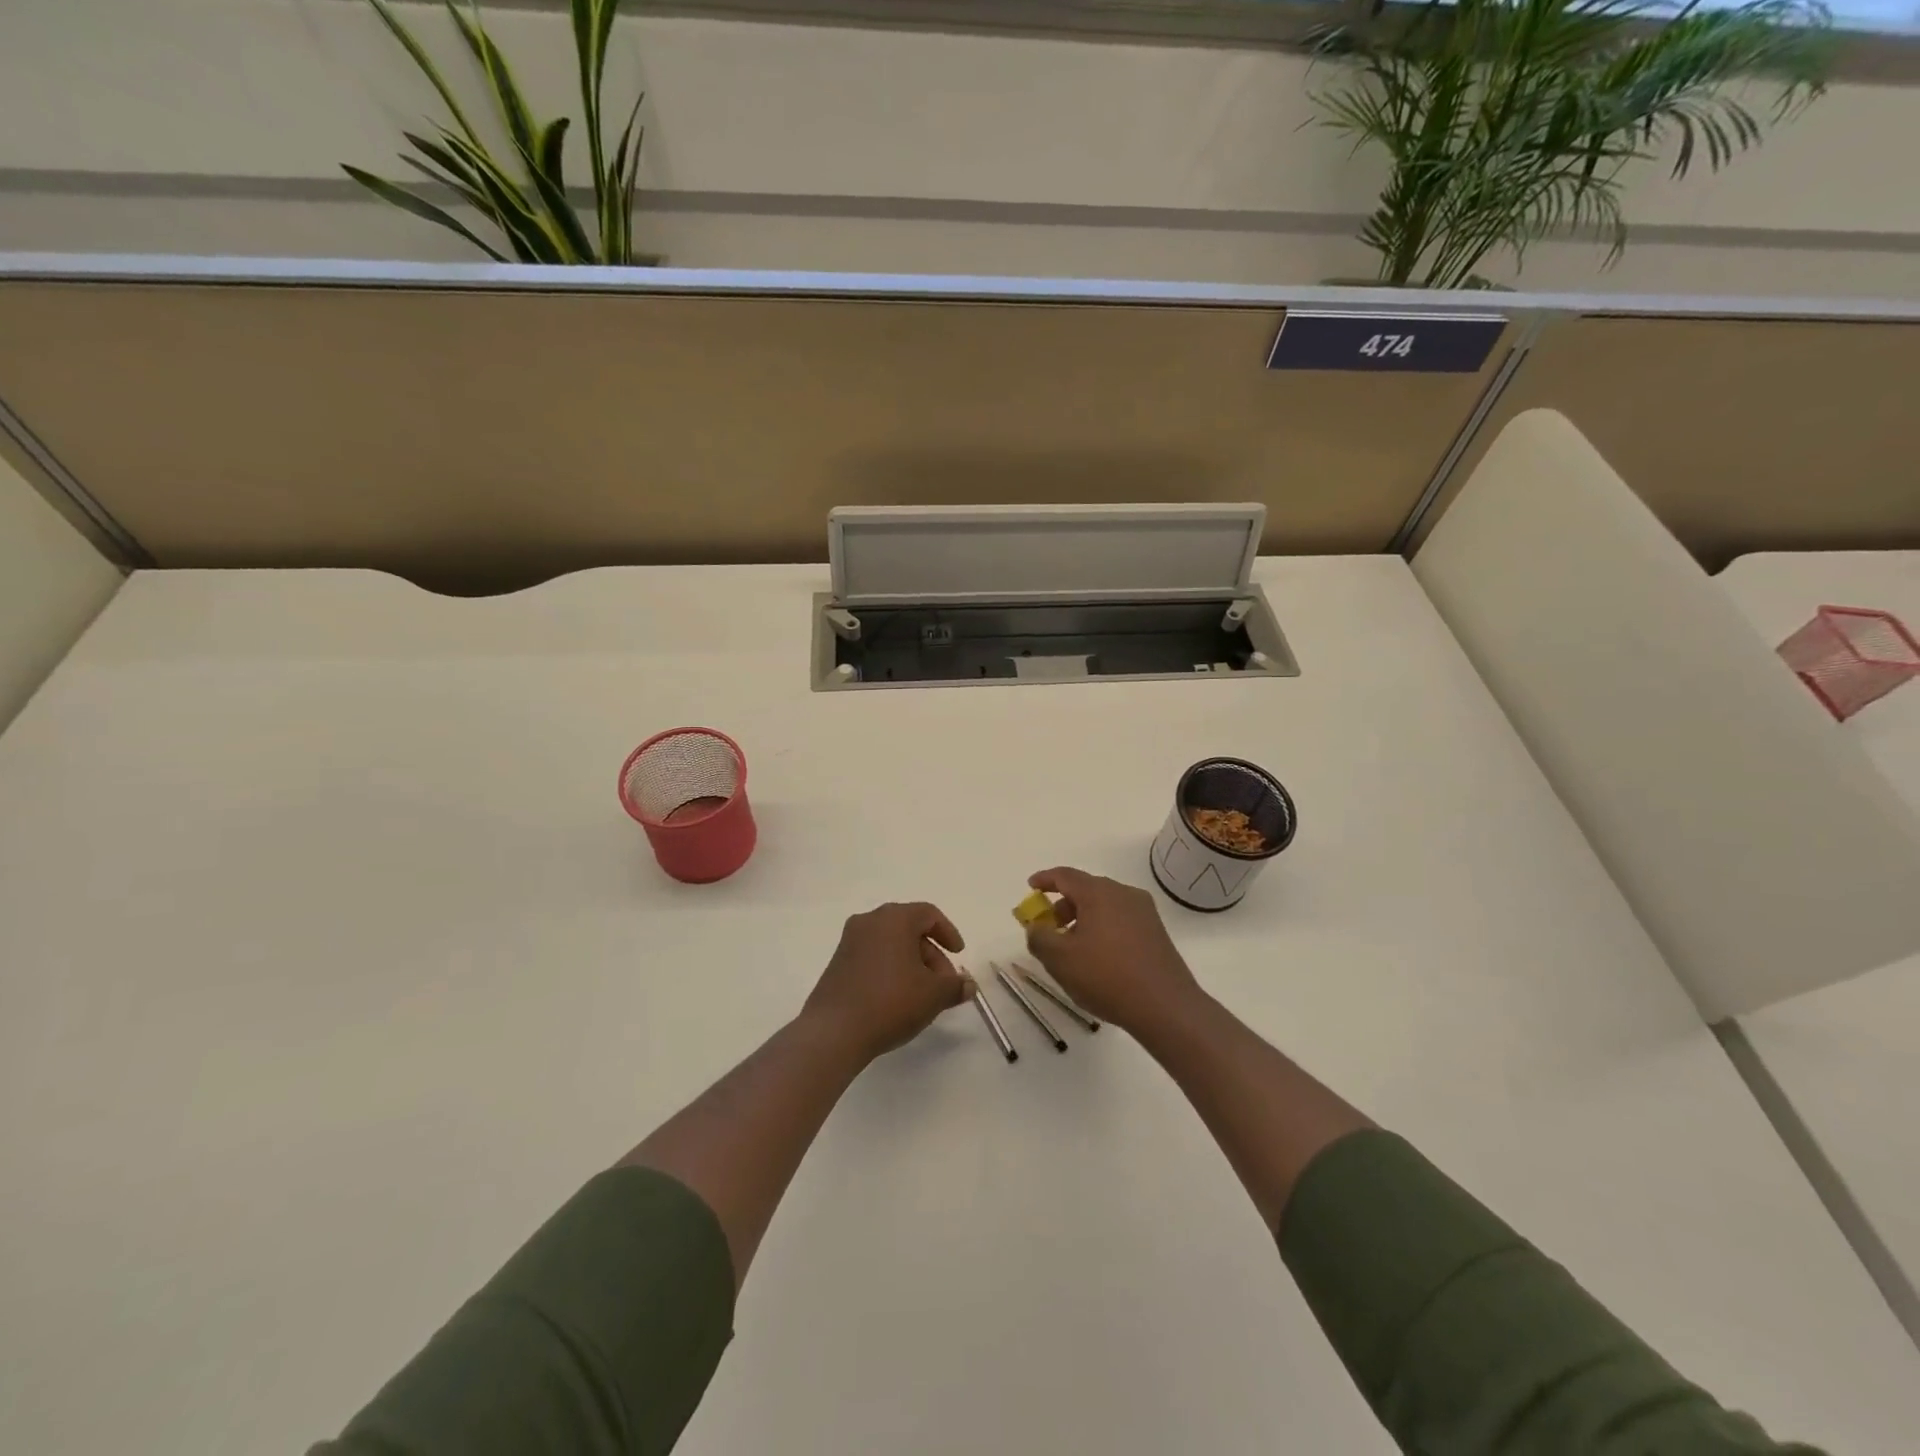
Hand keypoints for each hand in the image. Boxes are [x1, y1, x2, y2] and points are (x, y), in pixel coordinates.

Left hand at [802, 902, 970, 1061]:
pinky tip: (896, 998)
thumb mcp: (934, 995)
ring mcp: (850, 941)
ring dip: (911, 963)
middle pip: (909, 928)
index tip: (958, 956)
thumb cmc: (891, 1002)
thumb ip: (955, 985)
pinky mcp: (837, 962)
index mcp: (894, 918)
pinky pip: (873, 956)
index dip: (948, 933)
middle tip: (943, 983)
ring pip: (890, 943)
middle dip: (931, 953)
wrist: (834, 1031)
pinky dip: (890, 968)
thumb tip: (968, 985)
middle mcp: (870, 921)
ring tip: (922, 995)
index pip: (929, 914)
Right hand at [1022, 867, 1203, 1036]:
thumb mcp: (1060, 959)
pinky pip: (1121, 920)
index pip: (1065, 875)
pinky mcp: (1156, 932)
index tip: (1031, 887)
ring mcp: (1144, 912)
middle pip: (1086, 890)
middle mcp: (1124, 894)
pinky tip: (1098, 957)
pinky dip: (1103, 928)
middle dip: (1063, 905)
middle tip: (1049, 928)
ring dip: (1084, 919)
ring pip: (1105, 906)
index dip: (1045, 880)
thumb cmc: (1106, 976)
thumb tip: (1035, 927)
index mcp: (1099, 893)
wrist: (1165, 1006)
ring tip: (1073, 948)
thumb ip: (1039, 938)